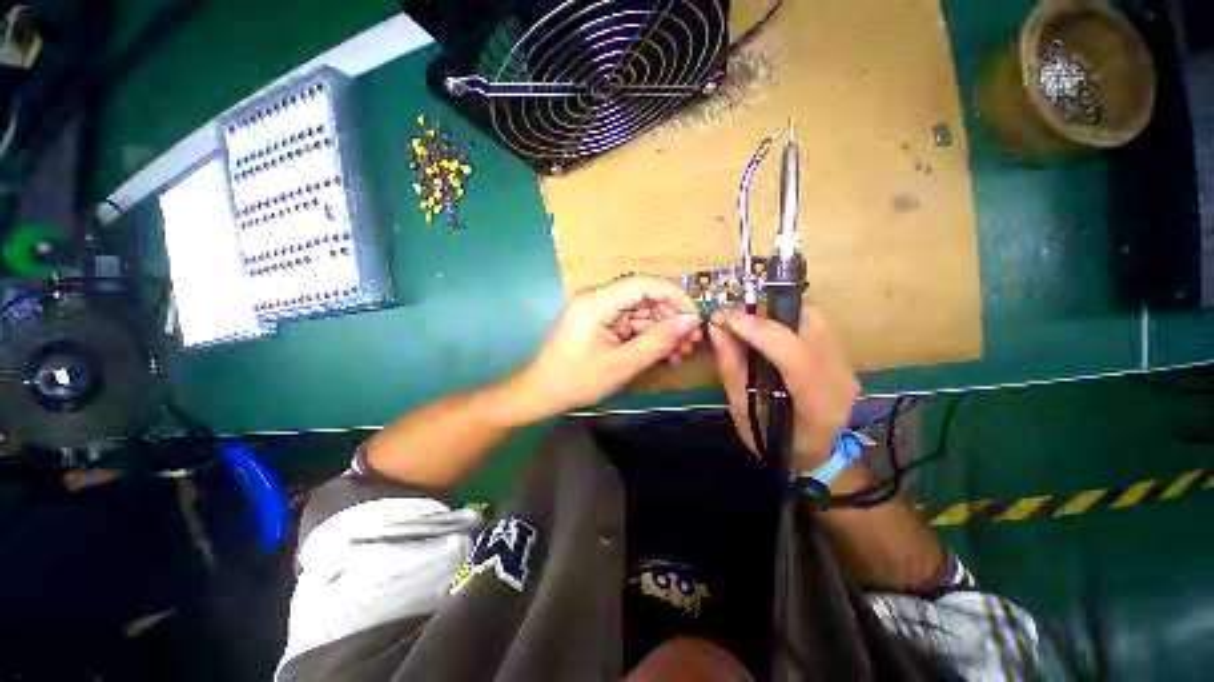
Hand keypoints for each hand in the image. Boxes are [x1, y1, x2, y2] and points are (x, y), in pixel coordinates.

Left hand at [513, 275, 702, 418]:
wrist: (541, 394)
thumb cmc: (576, 380)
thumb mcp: (621, 364)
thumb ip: (657, 342)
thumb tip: (690, 322)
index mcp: (597, 301)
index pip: (644, 283)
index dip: (675, 296)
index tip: (695, 318)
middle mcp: (598, 298)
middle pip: (644, 297)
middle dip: (671, 317)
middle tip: (691, 341)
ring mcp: (600, 311)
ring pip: (641, 311)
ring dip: (663, 329)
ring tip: (680, 352)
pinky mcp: (602, 323)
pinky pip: (632, 323)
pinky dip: (649, 337)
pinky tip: (665, 353)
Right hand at [707, 307, 859, 473]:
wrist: (813, 453)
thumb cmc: (771, 440)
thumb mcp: (742, 410)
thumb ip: (731, 367)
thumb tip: (716, 328)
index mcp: (818, 406)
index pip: (797, 358)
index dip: (762, 332)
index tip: (727, 319)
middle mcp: (840, 379)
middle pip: (809, 325)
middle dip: (764, 313)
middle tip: (731, 319)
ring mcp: (846, 365)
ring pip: (811, 317)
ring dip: (773, 313)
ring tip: (744, 323)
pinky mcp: (841, 355)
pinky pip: (812, 323)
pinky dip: (782, 319)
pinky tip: (763, 330)